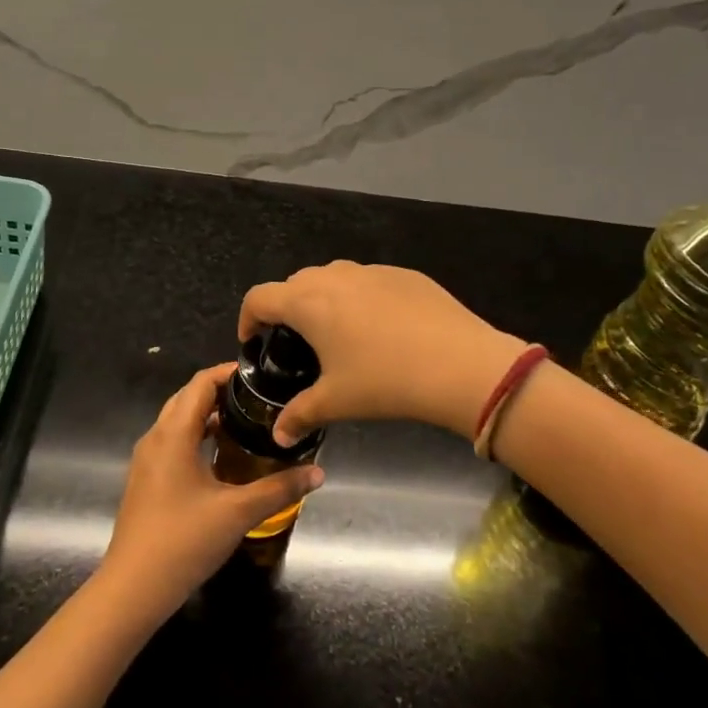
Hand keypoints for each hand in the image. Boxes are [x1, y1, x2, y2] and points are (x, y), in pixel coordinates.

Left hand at [98, 363, 323, 615]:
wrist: (133, 589)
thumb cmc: (183, 541)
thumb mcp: (238, 512)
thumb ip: (280, 488)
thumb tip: (318, 472)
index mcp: (173, 434)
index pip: (199, 384)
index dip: (228, 373)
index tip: (260, 374)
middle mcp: (155, 439)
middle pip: (187, 399)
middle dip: (220, 392)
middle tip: (258, 397)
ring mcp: (147, 462)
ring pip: (178, 422)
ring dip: (207, 415)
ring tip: (246, 421)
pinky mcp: (146, 482)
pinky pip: (173, 444)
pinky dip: (197, 437)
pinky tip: (222, 456)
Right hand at [239, 262, 525, 442]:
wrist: (459, 364)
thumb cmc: (385, 382)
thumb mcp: (336, 402)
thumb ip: (300, 415)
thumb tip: (279, 437)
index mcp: (308, 302)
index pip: (259, 297)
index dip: (248, 318)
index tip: (253, 340)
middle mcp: (334, 276)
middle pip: (295, 283)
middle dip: (287, 309)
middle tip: (296, 343)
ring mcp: (372, 270)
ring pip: (333, 277)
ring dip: (324, 299)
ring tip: (337, 334)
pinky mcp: (405, 274)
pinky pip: (369, 281)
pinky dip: (361, 298)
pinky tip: (382, 329)